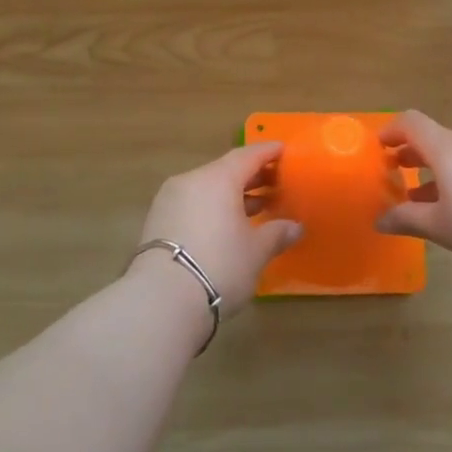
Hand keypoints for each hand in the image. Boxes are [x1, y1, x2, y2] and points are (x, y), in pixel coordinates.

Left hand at [132, 142, 300, 316]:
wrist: (161, 301)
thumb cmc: (219, 266)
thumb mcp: (256, 251)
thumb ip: (277, 233)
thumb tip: (295, 227)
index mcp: (218, 178)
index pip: (248, 155)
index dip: (268, 152)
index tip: (284, 151)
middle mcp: (191, 181)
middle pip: (226, 170)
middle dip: (252, 176)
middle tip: (276, 183)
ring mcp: (169, 200)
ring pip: (207, 188)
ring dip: (232, 195)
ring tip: (256, 208)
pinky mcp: (157, 222)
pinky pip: (193, 204)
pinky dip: (212, 208)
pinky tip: (227, 226)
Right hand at [376, 111, 451, 284]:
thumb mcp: (442, 228)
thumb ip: (408, 219)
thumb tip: (381, 220)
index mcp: (449, 148)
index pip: (412, 123)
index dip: (392, 130)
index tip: (380, 146)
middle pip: (437, 138)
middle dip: (415, 155)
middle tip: (399, 174)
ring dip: (440, 168)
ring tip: (431, 197)